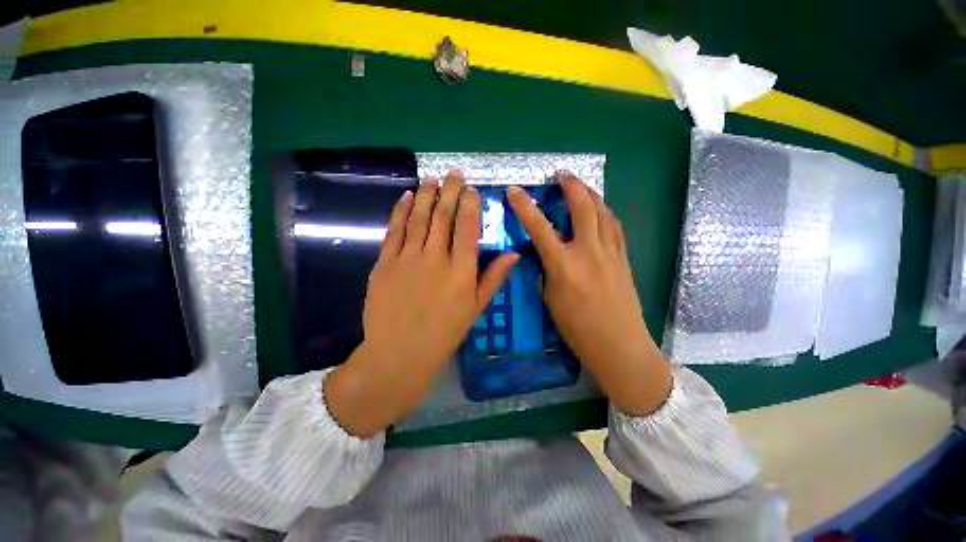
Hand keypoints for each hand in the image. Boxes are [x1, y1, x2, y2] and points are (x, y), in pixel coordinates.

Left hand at [325, 171, 518, 437]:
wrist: (400, 353)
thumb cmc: (444, 333)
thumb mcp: (476, 308)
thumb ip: (494, 278)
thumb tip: (514, 253)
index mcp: (460, 270)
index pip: (468, 227)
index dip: (470, 204)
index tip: (471, 189)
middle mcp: (435, 257)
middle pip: (443, 216)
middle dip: (450, 191)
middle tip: (454, 173)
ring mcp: (407, 258)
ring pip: (419, 218)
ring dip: (426, 195)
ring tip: (432, 179)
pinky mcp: (384, 262)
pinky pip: (394, 230)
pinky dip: (400, 211)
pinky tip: (406, 197)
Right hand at [507, 173, 671, 415]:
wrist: (619, 345)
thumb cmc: (578, 329)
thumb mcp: (550, 300)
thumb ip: (547, 271)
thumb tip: (546, 255)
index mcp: (564, 265)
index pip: (539, 228)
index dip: (525, 207)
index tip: (515, 190)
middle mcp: (588, 252)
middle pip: (582, 207)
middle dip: (570, 185)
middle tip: (561, 174)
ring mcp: (610, 253)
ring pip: (603, 212)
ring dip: (591, 193)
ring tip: (581, 185)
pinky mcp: (623, 258)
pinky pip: (614, 226)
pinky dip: (605, 212)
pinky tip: (600, 210)